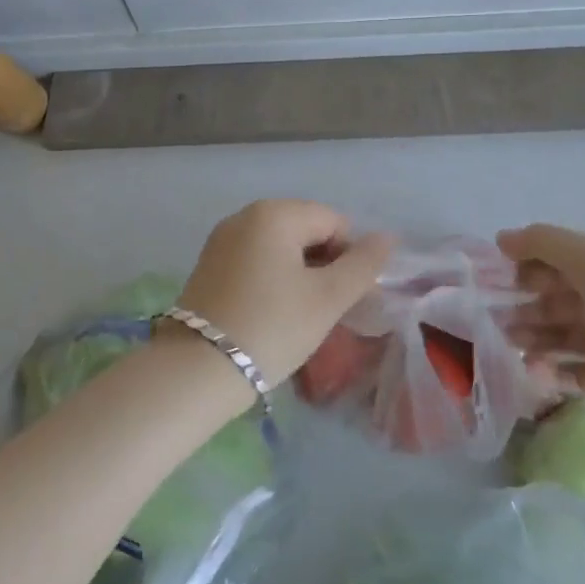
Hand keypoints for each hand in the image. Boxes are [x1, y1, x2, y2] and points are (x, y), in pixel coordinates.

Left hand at [175, 200, 392, 388]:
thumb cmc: (272, 326)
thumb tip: (387, 238)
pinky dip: (271, 280)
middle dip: (323, 265)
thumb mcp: (327, 298)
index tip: (344, 298)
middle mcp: (245, 215)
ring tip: (298, 316)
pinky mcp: (208, 264)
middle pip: (305, 230)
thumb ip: (363, 264)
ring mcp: (222, 239)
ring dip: (299, 274)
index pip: (333, 222)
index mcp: (275, 213)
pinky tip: (270, 314)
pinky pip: (255, 260)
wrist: (197, 370)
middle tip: (324, 310)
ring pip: (280, 247)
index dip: (349, 258)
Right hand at [496, 224, 584, 426]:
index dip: (524, 268)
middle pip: (553, 302)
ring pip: (560, 338)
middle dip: (522, 307)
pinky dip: (555, 373)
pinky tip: (535, 372)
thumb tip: (500, 238)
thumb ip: (541, 243)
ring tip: (511, 346)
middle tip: (492, 319)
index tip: (494, 279)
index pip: (553, 262)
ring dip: (533, 340)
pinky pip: (578, 375)